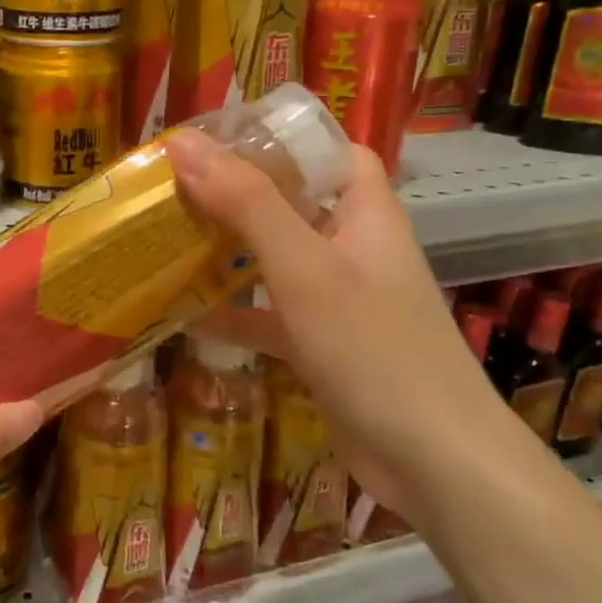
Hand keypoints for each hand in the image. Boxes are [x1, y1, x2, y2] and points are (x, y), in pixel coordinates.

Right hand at [165, 130, 524, 525]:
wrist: (434, 463)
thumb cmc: (374, 348)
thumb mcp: (304, 267)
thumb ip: (246, 203)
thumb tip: (183, 145)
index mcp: (365, 213)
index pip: (330, 152)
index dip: (281, 139)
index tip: (217, 139)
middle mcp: (353, 248)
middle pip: (293, 203)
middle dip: (236, 194)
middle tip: (172, 187)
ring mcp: (338, 300)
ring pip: (276, 260)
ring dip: (228, 253)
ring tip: (168, 238)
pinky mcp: (322, 346)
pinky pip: (269, 316)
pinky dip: (233, 314)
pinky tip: (183, 316)